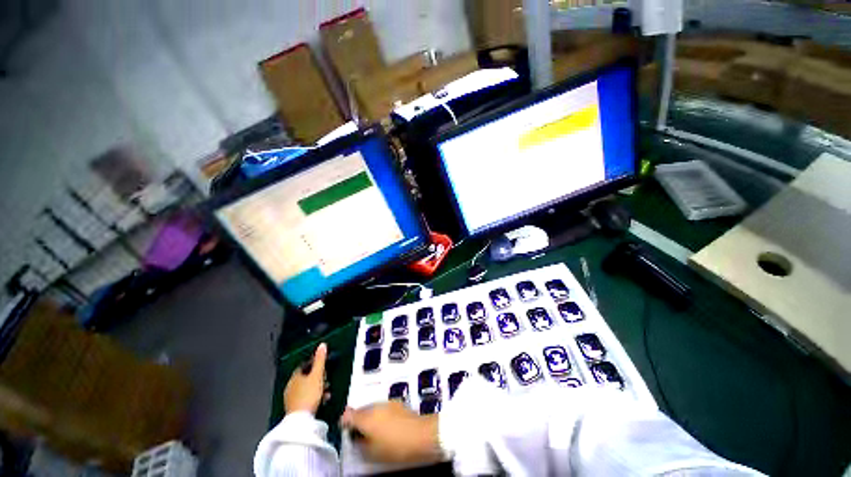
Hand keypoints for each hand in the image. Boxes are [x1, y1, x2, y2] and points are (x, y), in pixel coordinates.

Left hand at [284, 343, 328, 414]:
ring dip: (317, 388)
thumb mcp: (317, 375)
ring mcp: (291, 398)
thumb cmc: (309, 395)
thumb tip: (322, 345)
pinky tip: (321, 400)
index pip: (304, 365)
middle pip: (306, 377)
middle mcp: (290, 386)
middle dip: (317, 377)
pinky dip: (314, 397)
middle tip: (326, 380)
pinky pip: (305, 398)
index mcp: (295, 376)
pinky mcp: (294, 408)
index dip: (314, 364)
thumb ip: (320, 360)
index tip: (323, 367)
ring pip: (306, 388)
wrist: (301, 421)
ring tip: (326, 392)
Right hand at [340, 401, 441, 463]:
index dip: (344, 421)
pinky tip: (385, 426)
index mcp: (367, 418)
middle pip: (362, 411)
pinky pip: (383, 407)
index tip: (343, 426)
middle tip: (358, 433)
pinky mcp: (398, 403)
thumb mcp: (373, 453)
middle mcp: (376, 406)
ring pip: (373, 408)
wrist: (422, 435)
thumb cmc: (396, 447)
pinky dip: (380, 414)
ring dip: (370, 416)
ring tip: (373, 431)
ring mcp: (388, 403)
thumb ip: (360, 445)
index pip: (349, 415)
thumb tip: (355, 440)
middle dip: (359, 420)